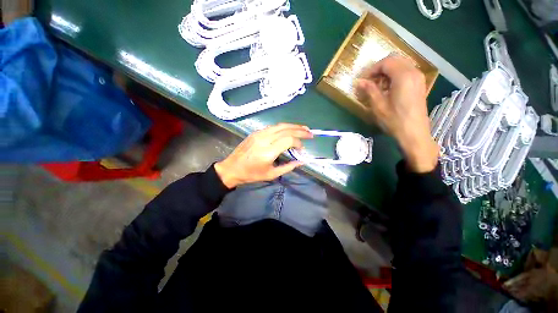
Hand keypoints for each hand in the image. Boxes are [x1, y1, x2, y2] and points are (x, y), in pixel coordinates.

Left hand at [214, 123, 312, 188]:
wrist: (232, 168)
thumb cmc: (252, 174)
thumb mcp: (271, 174)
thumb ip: (288, 167)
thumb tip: (302, 161)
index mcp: (268, 151)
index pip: (289, 140)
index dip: (299, 142)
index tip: (302, 149)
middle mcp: (264, 139)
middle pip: (286, 130)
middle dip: (300, 130)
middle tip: (310, 133)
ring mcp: (259, 133)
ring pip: (280, 125)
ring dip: (293, 126)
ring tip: (303, 128)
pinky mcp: (256, 132)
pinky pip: (273, 127)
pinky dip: (284, 127)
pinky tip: (289, 129)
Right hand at [355, 54, 438, 172]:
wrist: (414, 133)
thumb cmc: (394, 120)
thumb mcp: (378, 106)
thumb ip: (369, 90)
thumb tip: (359, 82)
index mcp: (403, 76)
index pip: (386, 62)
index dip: (372, 69)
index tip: (363, 80)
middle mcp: (414, 72)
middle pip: (395, 60)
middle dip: (379, 69)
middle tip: (369, 82)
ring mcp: (419, 78)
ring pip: (401, 65)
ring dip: (387, 73)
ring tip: (377, 86)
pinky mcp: (420, 85)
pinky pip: (406, 73)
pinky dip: (395, 76)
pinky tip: (388, 89)